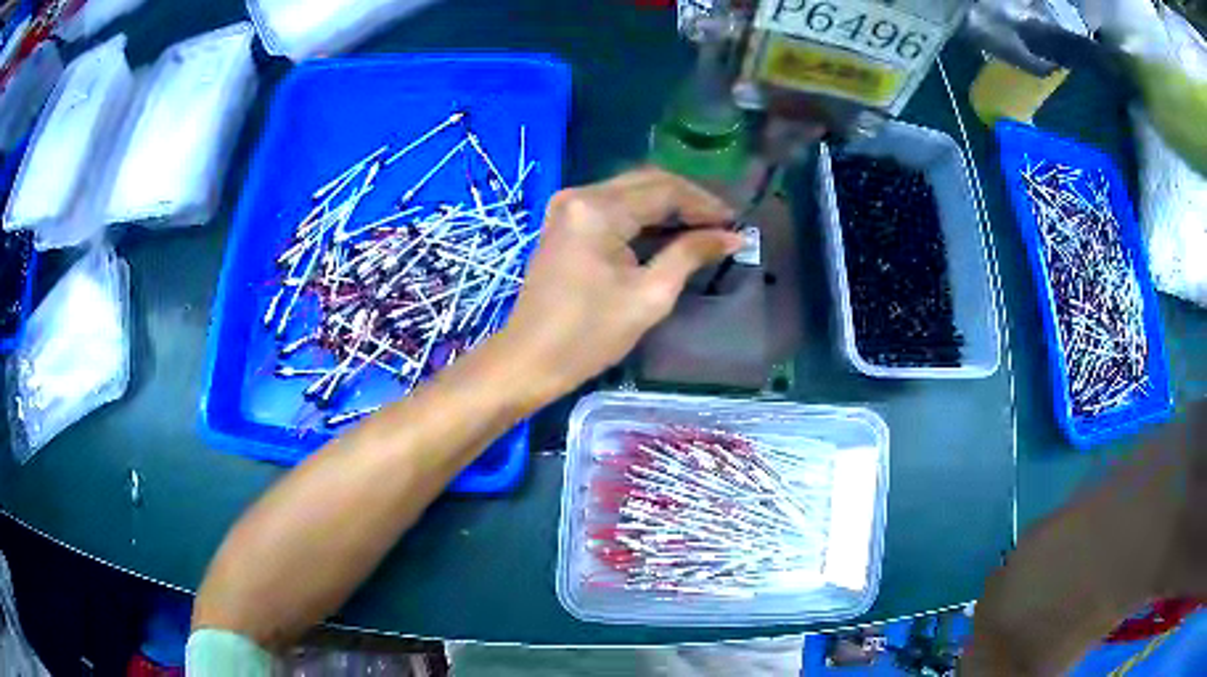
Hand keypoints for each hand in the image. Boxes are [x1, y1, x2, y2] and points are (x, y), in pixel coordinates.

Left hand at [495, 167, 741, 405]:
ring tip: (704, 229)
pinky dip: (644, 216)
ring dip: (668, 207)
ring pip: (631, 191)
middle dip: (689, 201)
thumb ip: (690, 255)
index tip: (736, 224)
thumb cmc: (588, 335)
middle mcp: (579, 195)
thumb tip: (731, 236)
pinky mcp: (564, 221)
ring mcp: (567, 206)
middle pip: (647, 182)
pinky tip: (669, 232)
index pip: (664, 190)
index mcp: (598, 209)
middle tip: (723, 225)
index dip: (705, 204)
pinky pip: (613, 206)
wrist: (529, 359)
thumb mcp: (649, 296)